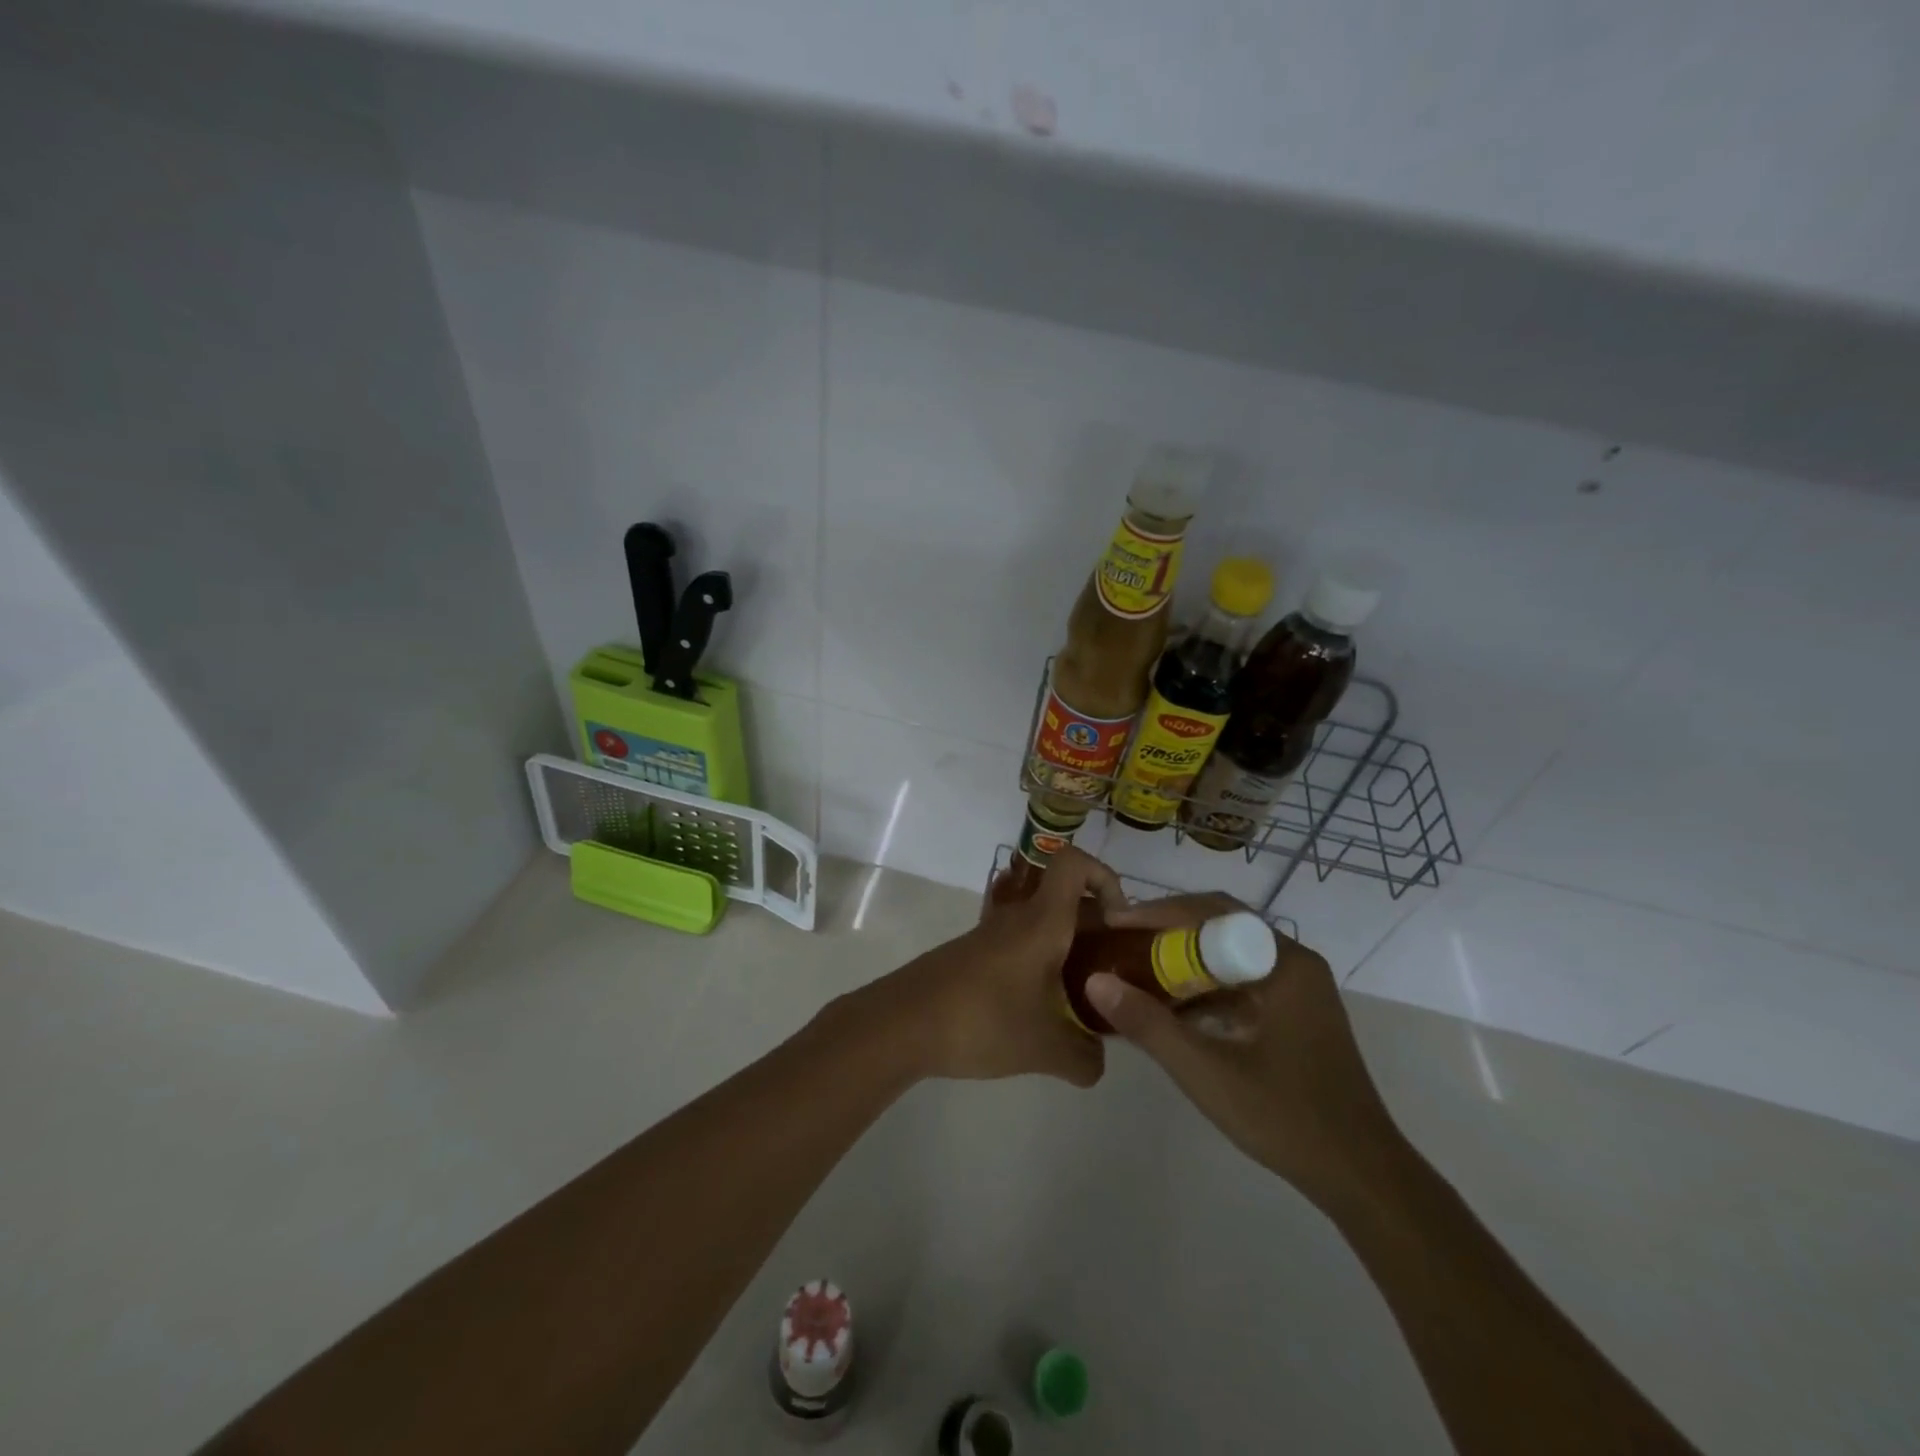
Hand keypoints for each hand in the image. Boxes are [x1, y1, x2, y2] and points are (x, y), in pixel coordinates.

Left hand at [866, 846, 1127, 1087]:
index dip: (1104, 876)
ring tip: (1083, 994)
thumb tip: (1099, 1063)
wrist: (902, 1024)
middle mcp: (1017, 917)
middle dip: (1096, 923)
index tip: (1120, 920)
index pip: (1073, 863)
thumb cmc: (981, 1021)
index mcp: (1042, 922)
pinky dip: (1040, 962)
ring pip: (1041, 921)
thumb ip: (1084, 1058)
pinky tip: (1041, 1008)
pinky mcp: (973, 954)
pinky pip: (1019, 943)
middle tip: (1114, 968)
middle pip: (1064, 896)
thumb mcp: (1044, 1049)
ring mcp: (991, 934)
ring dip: (1067, 946)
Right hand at [1085, 908, 1404, 1213]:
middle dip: (1168, 931)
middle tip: (1122, 939)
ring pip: (1230, 954)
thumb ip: (1149, 1024)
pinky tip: (1172, 1007)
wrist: (1361, 1177)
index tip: (1116, 921)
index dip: (1160, 912)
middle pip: (1221, 926)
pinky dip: (1204, 986)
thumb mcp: (1206, 1071)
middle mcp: (1295, 963)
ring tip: (1137, 968)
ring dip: (1185, 959)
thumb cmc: (1287, 1117)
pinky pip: (1241, 981)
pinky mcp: (1295, 1014)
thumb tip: (1095, 980)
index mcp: (1285, 963)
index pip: (1213, 912)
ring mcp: (1298, 989)